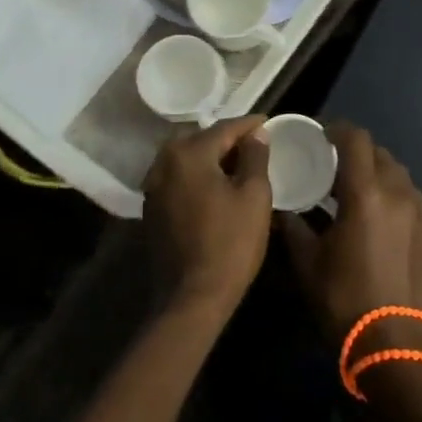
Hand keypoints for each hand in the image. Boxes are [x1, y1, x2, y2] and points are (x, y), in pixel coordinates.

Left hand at [143, 116, 272, 319]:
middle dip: (228, 139)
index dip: (250, 125)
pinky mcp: (151, 209)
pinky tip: (216, 187)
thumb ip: (255, 157)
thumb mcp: (254, 196)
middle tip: (254, 145)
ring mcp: (153, 187)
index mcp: (189, 153)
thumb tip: (256, 134)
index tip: (269, 122)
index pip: (225, 128)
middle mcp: (164, 162)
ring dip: (211, 157)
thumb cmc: (230, 243)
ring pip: (187, 158)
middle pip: (201, 139)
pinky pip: (178, 178)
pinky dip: (197, 176)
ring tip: (237, 165)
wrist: (192, 298)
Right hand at [280, 123, 421, 352]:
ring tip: (349, 187)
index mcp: (366, 192)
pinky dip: (386, 186)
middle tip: (329, 164)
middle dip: (353, 150)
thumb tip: (278, 208)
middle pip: (376, 151)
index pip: (355, 138)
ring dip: (372, 168)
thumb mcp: (308, 263)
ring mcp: (415, 208)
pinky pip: (404, 189)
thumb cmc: (346, 298)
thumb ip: (292, 227)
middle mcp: (395, 190)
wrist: (396, 341)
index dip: (336, 129)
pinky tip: (369, 210)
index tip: (319, 137)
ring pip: (393, 169)